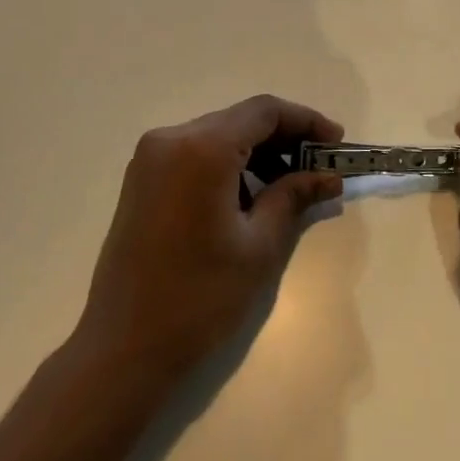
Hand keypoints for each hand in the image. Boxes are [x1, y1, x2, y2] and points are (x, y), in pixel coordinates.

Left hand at [73, 94, 343, 388]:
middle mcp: (171, 139)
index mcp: (201, 148)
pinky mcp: (141, 181)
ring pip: (217, 136)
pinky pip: (194, 155)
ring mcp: (150, 159)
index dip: (306, 120)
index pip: (264, 111)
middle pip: (239, 120)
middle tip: (320, 169)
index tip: (336, 143)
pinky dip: (228, 165)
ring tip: (290, 187)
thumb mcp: (259, 246)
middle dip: (284, 138)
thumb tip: (329, 177)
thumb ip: (294, 197)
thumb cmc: (200, 297)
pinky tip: (250, 197)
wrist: (123, 349)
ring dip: (257, 152)